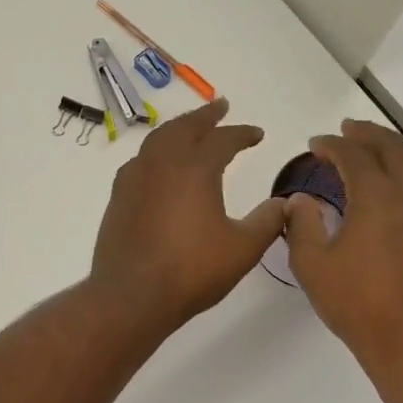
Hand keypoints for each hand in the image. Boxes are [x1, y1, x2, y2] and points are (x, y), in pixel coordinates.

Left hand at [89, 99, 286, 332]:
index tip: (257, 134)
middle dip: (205, 116)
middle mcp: (162, 164)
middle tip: (220, 107)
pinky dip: (155, 151)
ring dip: (177, 128)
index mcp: (195, 169)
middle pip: (184, 127)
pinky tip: (158, 164)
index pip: (223, 140)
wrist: (132, 295)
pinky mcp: (119, 197)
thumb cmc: (192, 270)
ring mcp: (135, 178)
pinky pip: (140, 160)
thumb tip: (284, 203)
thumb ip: (267, 221)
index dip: (242, 133)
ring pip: (157, 139)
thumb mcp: (242, 248)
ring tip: (190, 128)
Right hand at [285, 120, 402, 381]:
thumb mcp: (313, 266)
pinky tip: (387, 199)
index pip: (354, 155)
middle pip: (394, 149)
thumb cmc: (359, 306)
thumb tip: (302, 200)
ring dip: (389, 154)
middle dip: (368, 133)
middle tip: (347, 129)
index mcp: (378, 199)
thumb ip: (302, 225)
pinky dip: (402, 180)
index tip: (315, 143)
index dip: (332, 144)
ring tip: (367, 156)